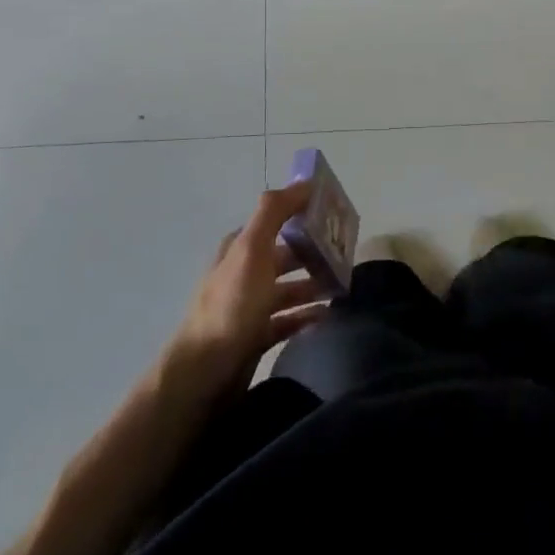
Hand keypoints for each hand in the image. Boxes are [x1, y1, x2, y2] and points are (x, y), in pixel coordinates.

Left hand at [163, 180, 332, 401]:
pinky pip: (289, 320)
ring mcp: (250, 306)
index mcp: (241, 247)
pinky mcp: (256, 336)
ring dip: (315, 285)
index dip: (305, 215)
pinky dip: (308, 316)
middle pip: (287, 255)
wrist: (205, 373)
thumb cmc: (232, 306)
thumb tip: (303, 181)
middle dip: (316, 253)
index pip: (278, 220)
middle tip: (349, 258)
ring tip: (344, 289)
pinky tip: (328, 317)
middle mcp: (244, 271)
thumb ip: (274, 212)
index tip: (338, 217)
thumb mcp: (251, 249)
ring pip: (290, 288)